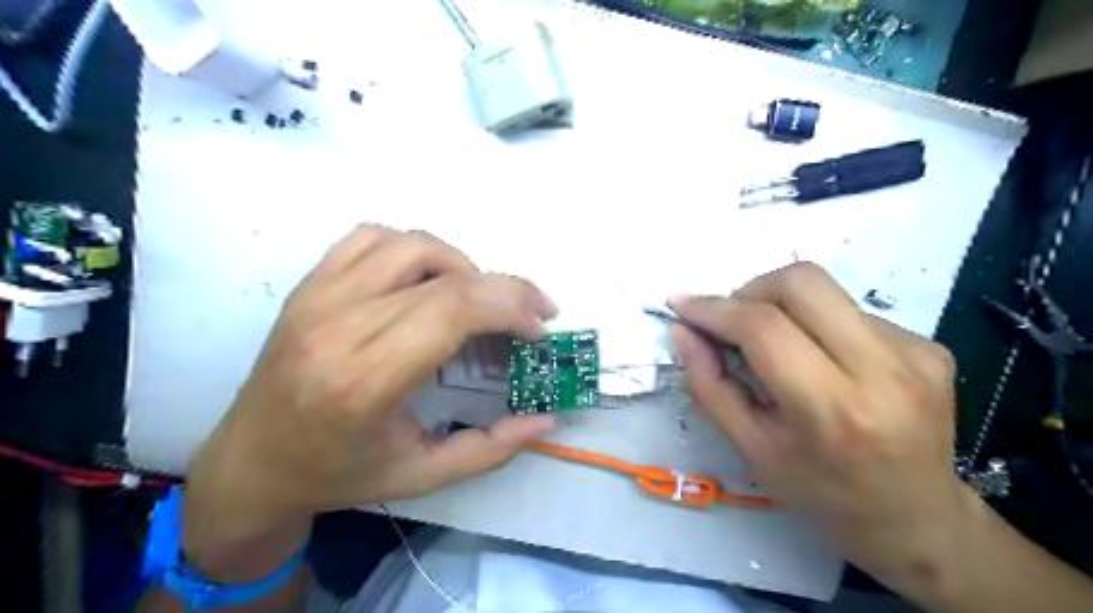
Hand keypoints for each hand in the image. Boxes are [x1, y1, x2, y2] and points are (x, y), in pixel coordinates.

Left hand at [184, 228, 558, 572]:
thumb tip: (547, 420)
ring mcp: (318, 297)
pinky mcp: (308, 284)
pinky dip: (414, 249)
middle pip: (445, 276)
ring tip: (477, 301)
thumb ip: (492, 448)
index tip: (538, 329)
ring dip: (462, 266)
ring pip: (412, 244)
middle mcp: (339, 326)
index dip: (510, 307)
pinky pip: (371, 237)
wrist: (251, 462)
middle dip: (506, 289)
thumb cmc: (339, 474)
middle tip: (531, 313)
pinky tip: (426, 281)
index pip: (453, 310)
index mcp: (365, 381)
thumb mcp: (423, 476)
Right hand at [670, 261, 967, 588]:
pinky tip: (822, 363)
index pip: (764, 328)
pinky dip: (818, 326)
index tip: (681, 305)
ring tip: (778, 349)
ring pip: (826, 291)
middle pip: (803, 282)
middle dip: (751, 290)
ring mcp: (914, 353)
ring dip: (783, 308)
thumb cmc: (822, 492)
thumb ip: (709, 385)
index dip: (714, 309)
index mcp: (832, 409)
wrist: (918, 520)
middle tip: (733, 322)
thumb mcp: (751, 449)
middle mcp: (883, 370)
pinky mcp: (931, 346)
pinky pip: (851, 312)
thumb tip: (682, 331)